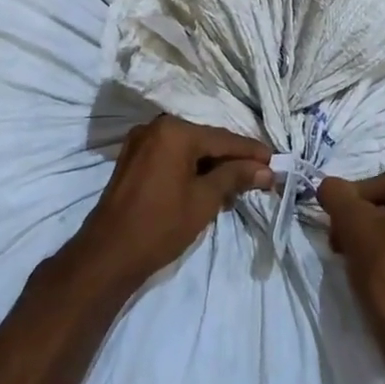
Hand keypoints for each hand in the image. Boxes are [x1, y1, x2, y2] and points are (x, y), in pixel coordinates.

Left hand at [73, 115, 273, 290]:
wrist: (107, 256)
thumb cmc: (161, 225)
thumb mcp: (205, 200)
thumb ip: (235, 177)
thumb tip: (265, 169)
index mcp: (175, 131)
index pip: (223, 139)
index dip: (252, 152)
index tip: (276, 161)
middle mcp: (156, 127)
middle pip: (206, 141)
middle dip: (232, 159)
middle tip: (260, 174)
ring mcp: (141, 142)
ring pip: (188, 150)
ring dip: (212, 165)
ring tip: (238, 184)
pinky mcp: (132, 159)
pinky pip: (171, 157)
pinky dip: (191, 168)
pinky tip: (208, 184)